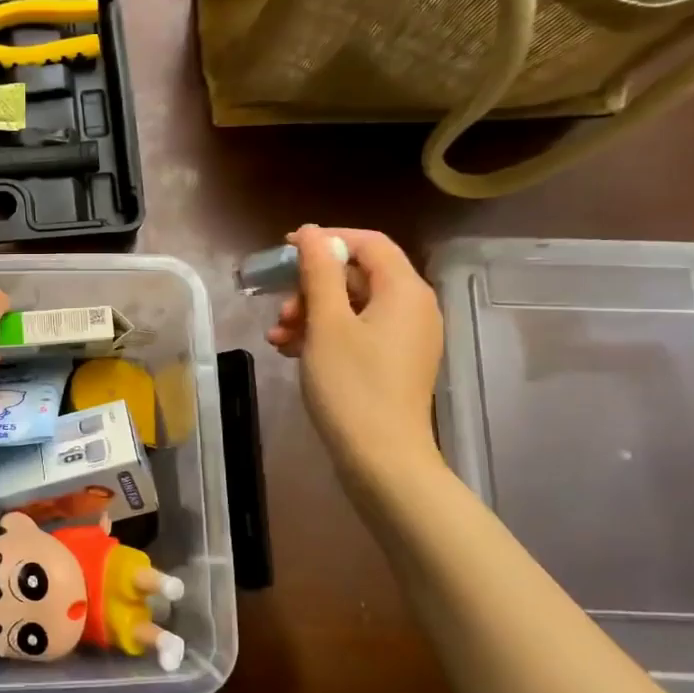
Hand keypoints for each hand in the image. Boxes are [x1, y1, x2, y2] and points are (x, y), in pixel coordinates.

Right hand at [267, 226, 443, 480]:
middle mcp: (414, 307)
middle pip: (358, 275)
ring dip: (312, 314)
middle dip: (312, 287)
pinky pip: (359, 332)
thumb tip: (312, 233)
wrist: (382, 459)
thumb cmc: (352, 386)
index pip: (368, 242)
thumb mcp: (327, 323)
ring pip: (353, 306)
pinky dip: (326, 335)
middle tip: (281, 309)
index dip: (327, 240)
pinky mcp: (395, 362)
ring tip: (279, 337)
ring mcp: (407, 338)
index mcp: (405, 290)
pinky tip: (293, 352)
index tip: (285, 251)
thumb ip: (319, 272)